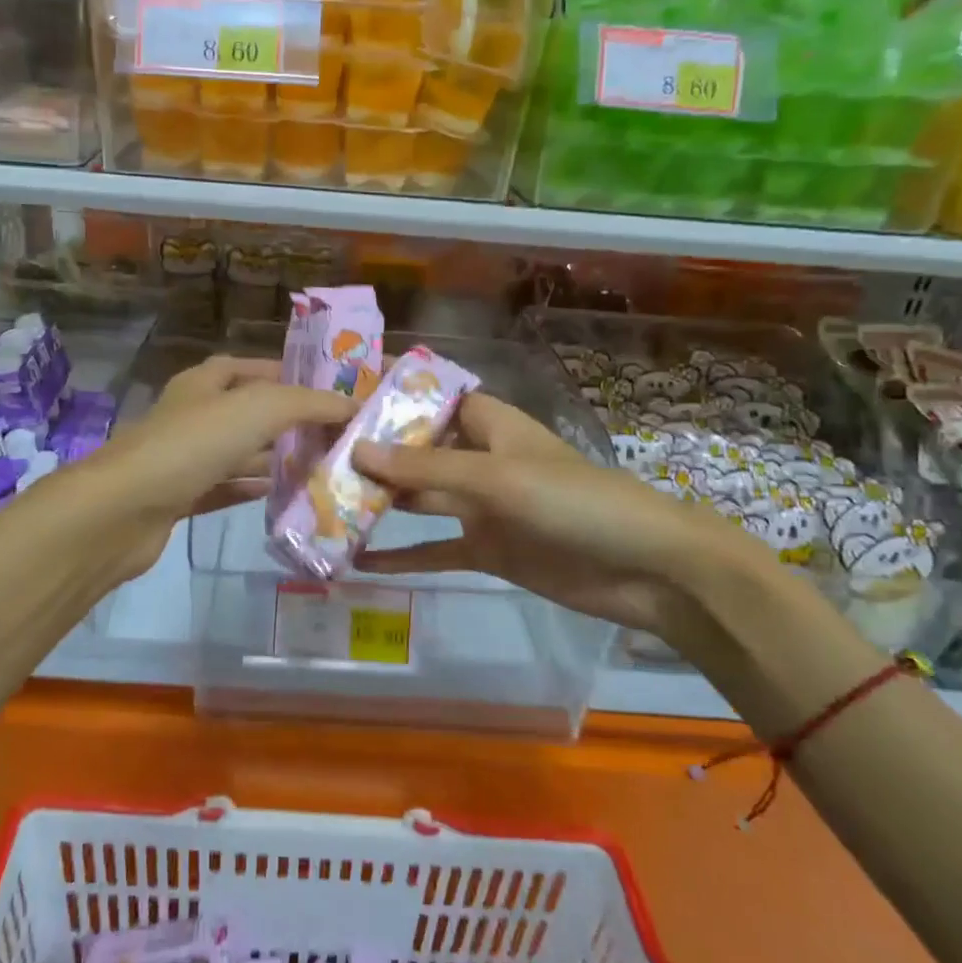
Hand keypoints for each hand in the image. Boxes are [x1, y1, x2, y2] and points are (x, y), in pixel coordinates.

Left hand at [82, 355, 357, 583]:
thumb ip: (308, 404)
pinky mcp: (180, 497)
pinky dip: (251, 489)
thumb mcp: (259, 408)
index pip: (251, 368)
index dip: (287, 374)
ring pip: (239, 452)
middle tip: (334, 435)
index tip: (328, 390)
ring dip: (274, 458)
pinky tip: (282, 496)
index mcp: (206, 383)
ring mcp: (184, 457)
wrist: (124, 509)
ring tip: (321, 468)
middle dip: (288, 421)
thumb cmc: (193, 444)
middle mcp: (194, 414)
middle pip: (248, 412)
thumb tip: (351, 405)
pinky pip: (225, 488)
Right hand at [352, 393, 774, 646]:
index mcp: (490, 426)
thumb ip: (427, 470)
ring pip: (421, 500)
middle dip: (373, 454)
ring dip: (382, 504)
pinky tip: (361, 562)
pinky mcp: (488, 550)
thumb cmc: (575, 501)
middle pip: (418, 451)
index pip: (431, 399)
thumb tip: (357, 451)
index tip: (339, 393)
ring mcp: (483, 507)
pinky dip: (404, 556)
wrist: (647, 569)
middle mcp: (481, 460)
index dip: (390, 395)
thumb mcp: (497, 478)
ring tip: (325, 505)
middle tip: (314, 456)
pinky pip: (436, 549)